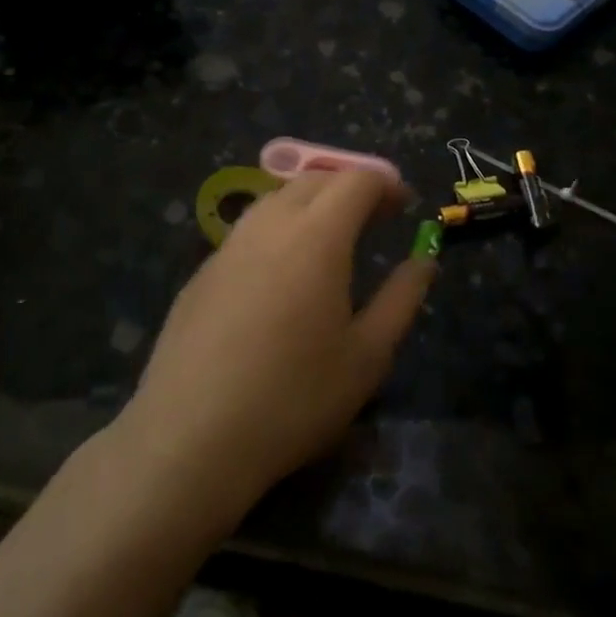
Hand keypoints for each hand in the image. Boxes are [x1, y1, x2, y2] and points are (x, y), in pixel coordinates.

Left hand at [116, 170, 435, 529]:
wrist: (191, 436)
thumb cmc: (294, 398)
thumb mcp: (367, 356)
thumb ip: (401, 298)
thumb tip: (424, 260)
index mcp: (316, 236)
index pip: (355, 180)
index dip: (385, 183)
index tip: (404, 205)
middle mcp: (269, 226)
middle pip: (314, 180)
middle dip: (349, 186)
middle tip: (375, 218)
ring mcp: (228, 247)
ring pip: (275, 199)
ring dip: (310, 203)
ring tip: (331, 239)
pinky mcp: (201, 273)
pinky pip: (248, 231)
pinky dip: (277, 230)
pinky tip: (281, 275)